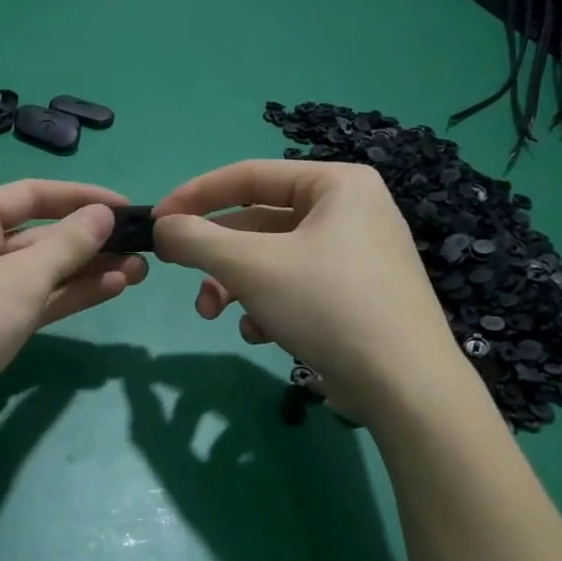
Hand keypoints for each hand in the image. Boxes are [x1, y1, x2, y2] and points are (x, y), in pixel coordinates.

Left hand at [0, 180, 148, 459]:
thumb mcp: (18, 279)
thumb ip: (66, 245)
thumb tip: (103, 214)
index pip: (32, 195)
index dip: (81, 198)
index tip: (127, 208)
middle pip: (39, 235)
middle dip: (89, 241)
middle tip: (142, 248)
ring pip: (41, 273)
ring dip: (87, 271)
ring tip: (138, 271)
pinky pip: (35, 303)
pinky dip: (69, 297)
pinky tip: (110, 290)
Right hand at [152, 159, 469, 421]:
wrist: (404, 385)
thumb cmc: (327, 305)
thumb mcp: (250, 265)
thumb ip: (197, 239)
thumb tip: (162, 227)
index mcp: (336, 184)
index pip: (249, 175)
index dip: (196, 196)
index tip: (157, 221)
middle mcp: (350, 212)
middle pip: (259, 222)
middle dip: (217, 256)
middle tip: (183, 277)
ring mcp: (356, 257)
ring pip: (273, 260)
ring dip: (236, 286)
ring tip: (216, 316)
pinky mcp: (355, 298)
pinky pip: (296, 288)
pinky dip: (268, 306)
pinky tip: (261, 334)